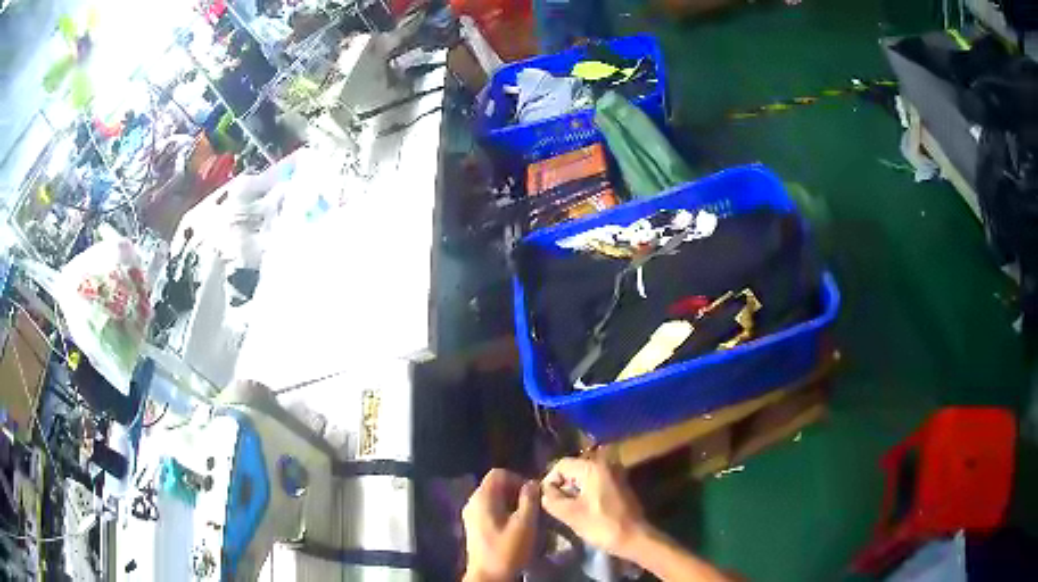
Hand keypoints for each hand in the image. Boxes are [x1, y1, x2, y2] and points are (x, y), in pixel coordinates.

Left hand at [462, 469, 539, 581]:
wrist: (488, 576)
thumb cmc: (507, 549)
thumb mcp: (525, 523)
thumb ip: (529, 499)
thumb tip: (532, 483)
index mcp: (482, 498)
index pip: (499, 473)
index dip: (518, 479)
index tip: (533, 494)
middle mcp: (472, 502)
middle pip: (495, 485)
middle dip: (516, 492)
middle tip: (533, 506)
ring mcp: (471, 515)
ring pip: (493, 498)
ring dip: (511, 503)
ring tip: (527, 517)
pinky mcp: (474, 527)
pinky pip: (489, 510)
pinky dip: (504, 512)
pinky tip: (515, 527)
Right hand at [540, 455, 647, 559]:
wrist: (635, 537)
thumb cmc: (602, 525)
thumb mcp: (570, 514)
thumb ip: (552, 499)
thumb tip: (544, 492)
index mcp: (593, 467)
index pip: (561, 465)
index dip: (549, 481)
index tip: (546, 500)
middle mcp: (606, 464)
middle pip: (573, 469)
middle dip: (562, 486)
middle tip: (556, 506)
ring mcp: (615, 474)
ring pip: (584, 478)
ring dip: (573, 491)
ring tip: (567, 510)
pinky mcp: (619, 485)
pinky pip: (595, 483)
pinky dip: (585, 494)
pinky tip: (583, 510)